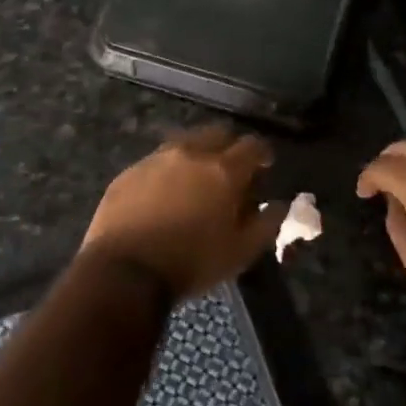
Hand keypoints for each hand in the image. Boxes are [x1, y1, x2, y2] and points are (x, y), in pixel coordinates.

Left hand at [80, 126, 284, 302]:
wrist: (124, 271)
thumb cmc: (191, 263)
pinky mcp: (129, 172)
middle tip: (231, 171)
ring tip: (197, 180)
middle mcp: (190, 153)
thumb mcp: (241, 253)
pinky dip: (168, 171)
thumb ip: (267, 224)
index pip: (252, 145)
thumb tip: (280, 204)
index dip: (263, 154)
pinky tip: (164, 193)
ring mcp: (156, 159)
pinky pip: (156, 161)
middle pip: (218, 133)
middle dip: (229, 147)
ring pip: (185, 143)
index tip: (265, 167)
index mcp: (223, 170)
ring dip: (197, 155)